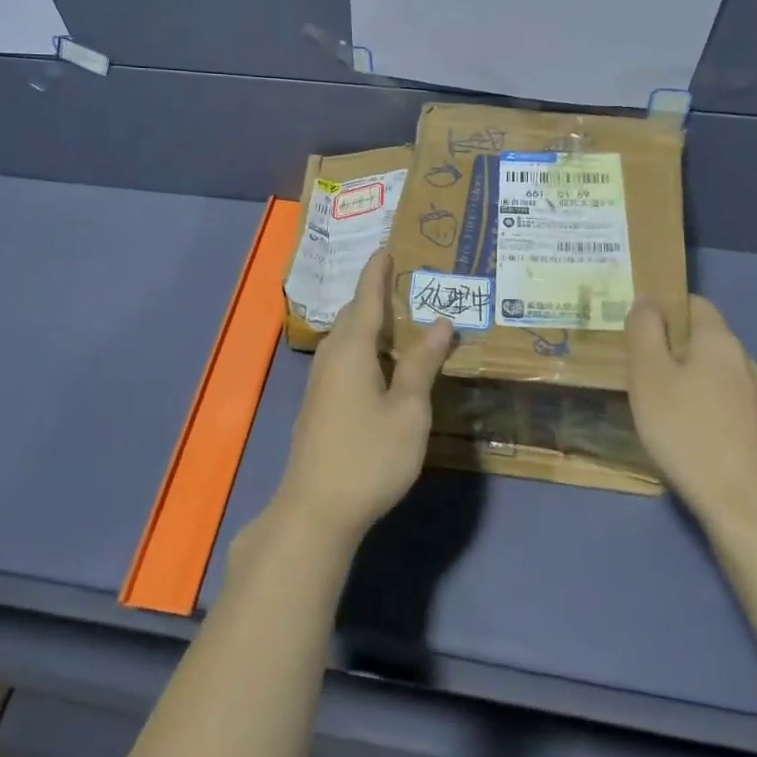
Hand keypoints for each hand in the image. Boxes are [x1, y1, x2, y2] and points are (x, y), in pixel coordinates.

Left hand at [273, 250, 452, 545]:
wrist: (316, 509)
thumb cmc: (369, 456)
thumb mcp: (408, 411)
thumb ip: (421, 364)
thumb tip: (440, 322)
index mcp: (352, 349)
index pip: (366, 298)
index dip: (377, 273)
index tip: (386, 247)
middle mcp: (331, 356)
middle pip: (353, 316)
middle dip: (375, 297)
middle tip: (405, 285)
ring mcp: (320, 382)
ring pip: (346, 339)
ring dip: (370, 325)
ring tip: (400, 321)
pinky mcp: (319, 404)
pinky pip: (343, 359)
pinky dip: (364, 348)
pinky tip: (381, 365)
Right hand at [626, 295, 756, 536]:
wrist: (741, 503)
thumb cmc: (686, 430)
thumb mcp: (649, 375)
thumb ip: (644, 331)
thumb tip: (647, 300)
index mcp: (720, 341)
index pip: (694, 303)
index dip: (664, 307)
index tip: (634, 328)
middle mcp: (744, 361)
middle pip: (702, 338)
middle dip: (669, 345)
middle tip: (634, 366)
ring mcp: (755, 396)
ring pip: (711, 371)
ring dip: (683, 376)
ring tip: (652, 398)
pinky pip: (721, 399)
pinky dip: (698, 402)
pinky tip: (680, 427)